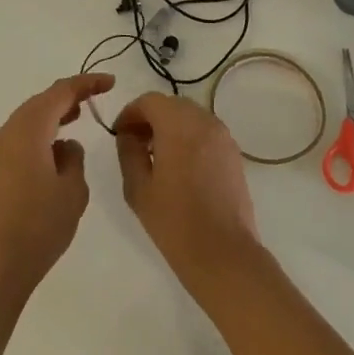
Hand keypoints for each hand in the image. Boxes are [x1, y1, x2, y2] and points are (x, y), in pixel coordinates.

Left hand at [0, 73, 114, 305]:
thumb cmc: (38, 227)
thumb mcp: (72, 191)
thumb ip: (74, 159)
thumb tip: (65, 145)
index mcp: (28, 130)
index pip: (60, 93)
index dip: (85, 84)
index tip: (110, 82)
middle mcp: (6, 133)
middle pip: (39, 102)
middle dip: (68, 96)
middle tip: (95, 97)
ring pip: (27, 120)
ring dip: (52, 114)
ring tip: (77, 116)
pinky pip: (19, 138)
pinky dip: (39, 133)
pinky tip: (54, 148)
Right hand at [114, 92, 259, 295]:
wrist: (223, 253)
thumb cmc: (174, 221)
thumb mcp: (138, 187)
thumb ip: (129, 152)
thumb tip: (128, 134)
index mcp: (179, 126)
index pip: (150, 101)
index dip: (130, 113)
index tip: (119, 134)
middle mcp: (205, 122)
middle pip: (172, 104)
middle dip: (150, 117)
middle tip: (135, 143)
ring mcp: (223, 137)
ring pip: (191, 116)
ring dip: (171, 126)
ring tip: (156, 155)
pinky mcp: (234, 153)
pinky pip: (206, 132)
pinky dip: (189, 137)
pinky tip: (180, 165)